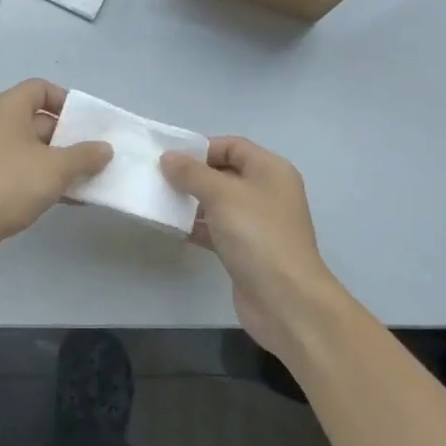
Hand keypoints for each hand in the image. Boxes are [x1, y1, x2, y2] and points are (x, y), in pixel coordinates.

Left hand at [0, 80, 111, 271]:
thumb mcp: (56, 167)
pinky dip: (47, 180)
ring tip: (92, 179)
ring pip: (36, 150)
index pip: (41, 89)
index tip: (88, 124)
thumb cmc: (10, 182)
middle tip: (98, 155)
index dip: (67, 101)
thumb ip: (85, 155)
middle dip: (71, 137)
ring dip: (63, 163)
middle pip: (41, 121)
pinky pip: (26, 172)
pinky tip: (72, 199)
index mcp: (9, 108)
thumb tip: (105, 148)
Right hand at [160, 137, 345, 364]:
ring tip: (161, 201)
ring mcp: (258, 223)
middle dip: (193, 175)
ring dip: (192, 201)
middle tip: (159, 179)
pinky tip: (174, 228)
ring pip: (219, 202)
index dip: (202, 148)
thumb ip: (192, 173)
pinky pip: (218, 228)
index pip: (233, 145)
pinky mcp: (247, 249)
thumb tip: (168, 157)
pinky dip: (198, 226)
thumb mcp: (221, 195)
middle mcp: (267, 192)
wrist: (286, 300)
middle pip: (225, 172)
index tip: (170, 158)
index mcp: (270, 170)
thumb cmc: (257, 235)